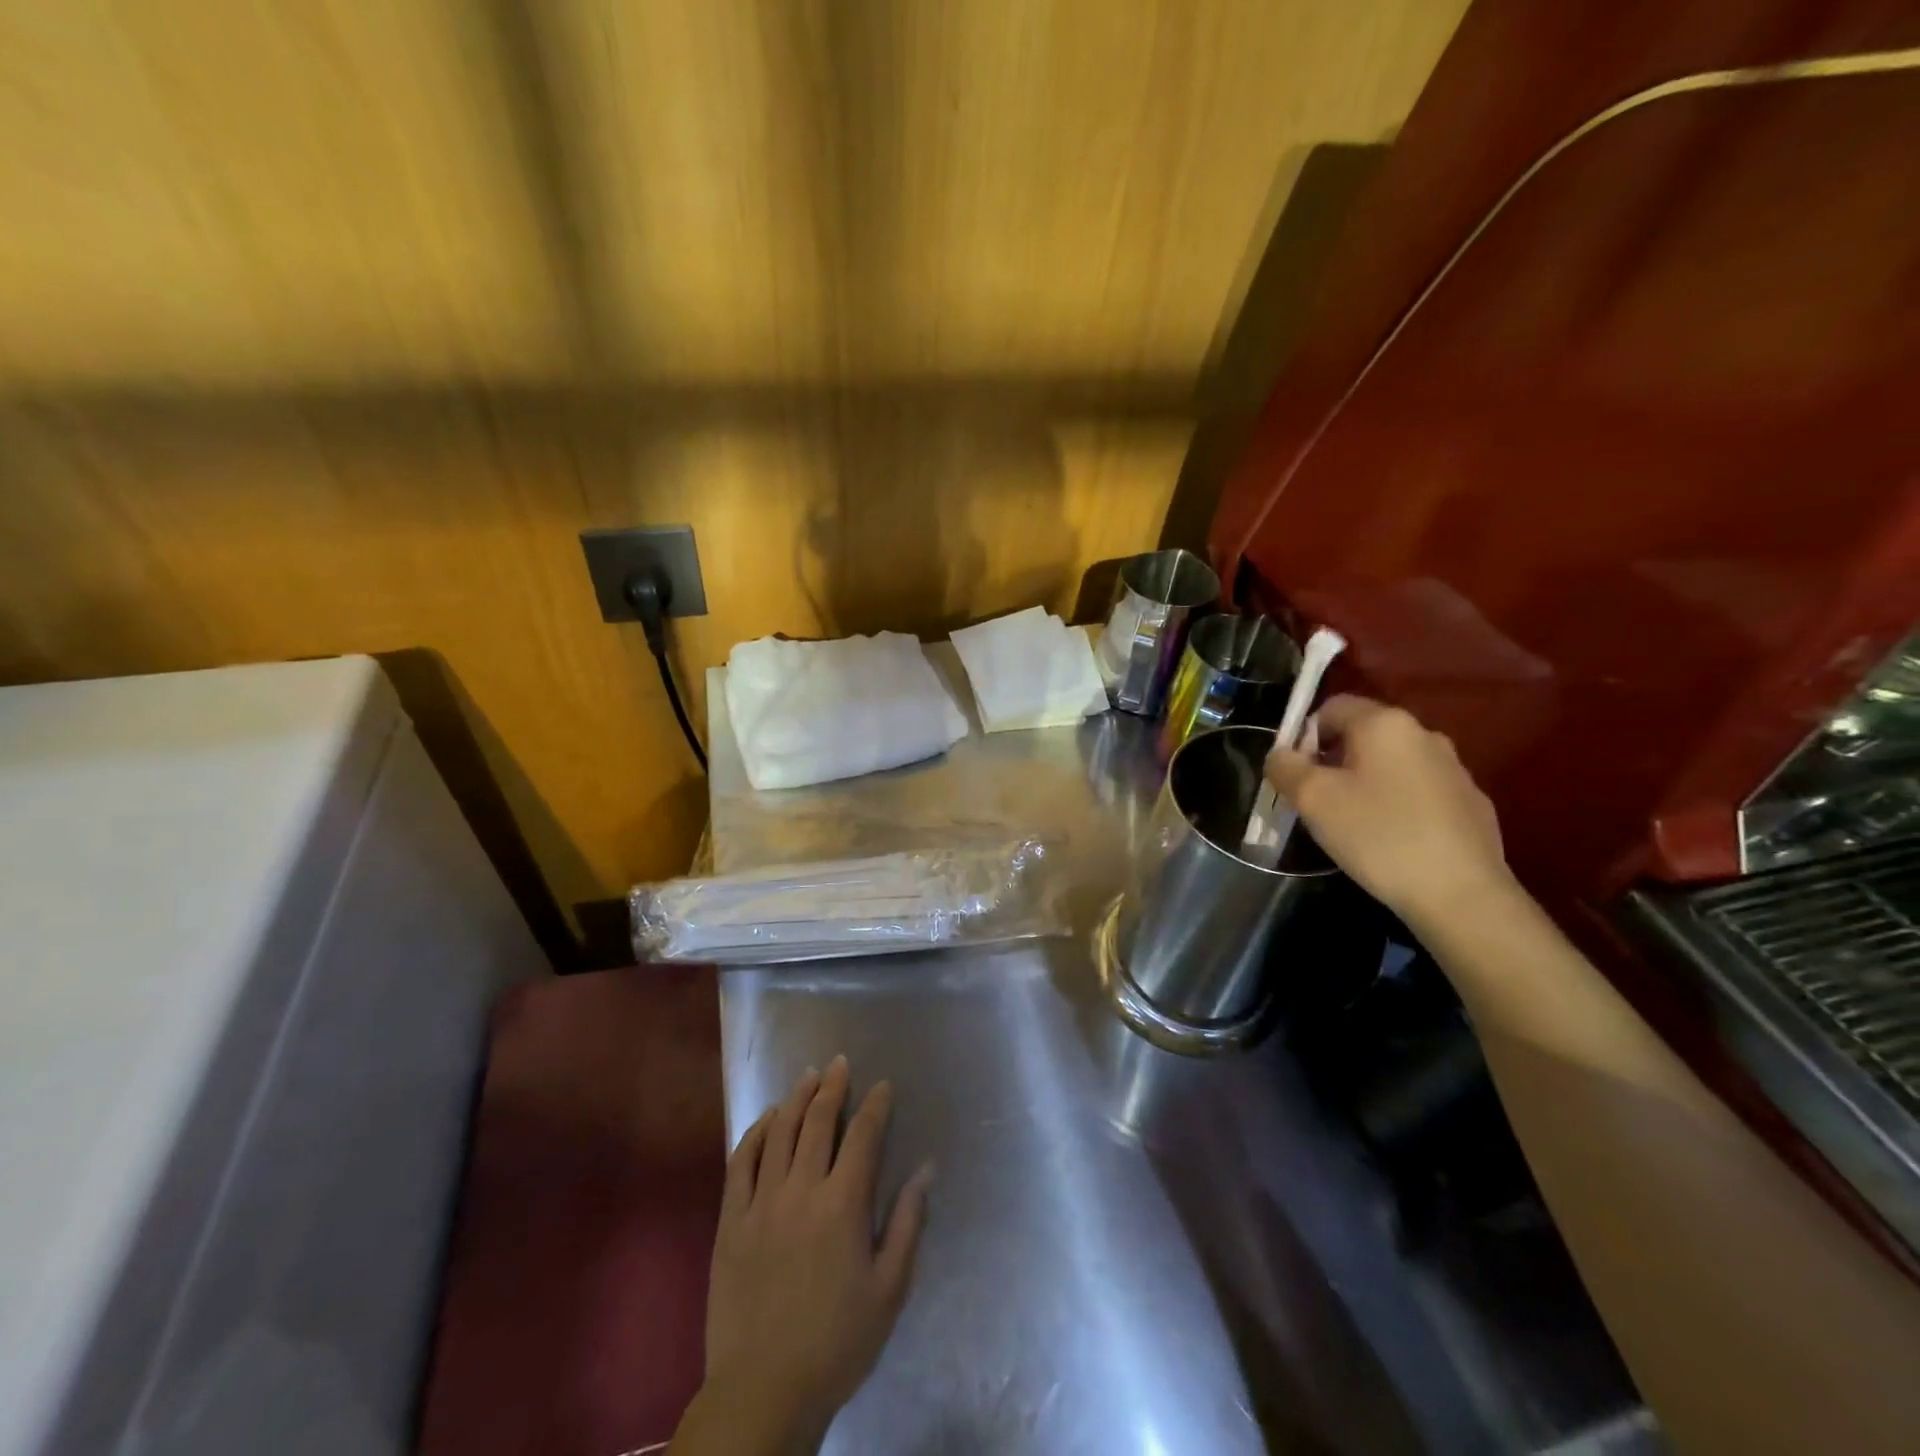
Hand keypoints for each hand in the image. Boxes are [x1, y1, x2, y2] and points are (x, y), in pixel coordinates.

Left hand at [683, 1057, 932, 1453]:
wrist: (764, 1391)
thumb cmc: (838, 1342)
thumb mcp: (890, 1289)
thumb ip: (907, 1223)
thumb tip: (925, 1169)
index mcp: (843, 1205)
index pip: (863, 1136)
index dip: (876, 1105)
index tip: (883, 1086)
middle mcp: (802, 1190)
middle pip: (819, 1121)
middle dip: (834, 1087)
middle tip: (840, 1063)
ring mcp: (761, 1202)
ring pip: (780, 1132)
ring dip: (797, 1098)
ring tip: (808, 1076)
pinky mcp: (730, 1221)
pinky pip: (741, 1162)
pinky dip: (756, 1133)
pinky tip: (768, 1118)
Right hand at [1264, 695, 1511, 931]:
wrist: (1460, 894)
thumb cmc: (1377, 835)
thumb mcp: (1312, 799)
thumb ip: (1284, 767)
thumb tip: (1280, 755)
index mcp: (1384, 723)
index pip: (1330, 708)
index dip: (1303, 737)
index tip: (1297, 777)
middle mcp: (1423, 733)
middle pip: (1362, 735)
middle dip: (1333, 761)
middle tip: (1319, 804)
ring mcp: (1453, 768)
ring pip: (1390, 764)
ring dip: (1365, 783)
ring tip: (1354, 825)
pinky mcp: (1471, 802)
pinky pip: (1418, 791)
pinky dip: (1397, 805)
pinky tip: (1392, 840)